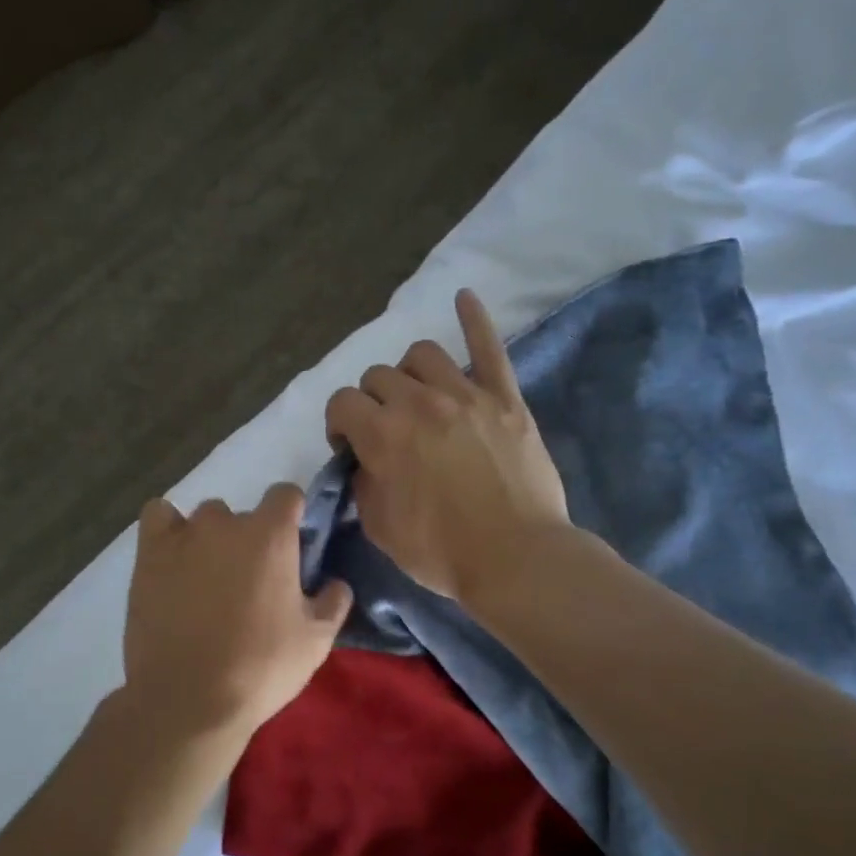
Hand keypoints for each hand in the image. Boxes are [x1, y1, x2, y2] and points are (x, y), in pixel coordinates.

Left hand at [122, 484, 352, 759]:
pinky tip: (174, 557)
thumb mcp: (316, 641)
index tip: (292, 548)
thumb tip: (336, 583)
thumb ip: (333, 602)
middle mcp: (226, 524)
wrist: (188, 699)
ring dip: (212, 539)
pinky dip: (168, 529)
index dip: (292, 516)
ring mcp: (183, 536)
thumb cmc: (260, 668)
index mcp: (271, 536)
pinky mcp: (148, 555)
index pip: (286, 494)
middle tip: (251, 584)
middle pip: (244, 514)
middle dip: (251, 541)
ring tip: (209, 579)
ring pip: (204, 519)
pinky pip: (158, 517)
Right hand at [324, 289, 569, 603]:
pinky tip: (463, 297)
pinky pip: (489, 348)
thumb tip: (366, 462)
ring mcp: (466, 395)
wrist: (516, 559)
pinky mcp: (505, 399)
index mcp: (382, 434)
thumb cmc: (441, 552)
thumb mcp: (380, 528)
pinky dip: (474, 319)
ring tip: (417, 395)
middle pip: (378, 375)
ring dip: (409, 372)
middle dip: (371, 401)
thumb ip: (363, 484)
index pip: (341, 403)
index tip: (350, 448)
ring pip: (423, 354)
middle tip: (385, 431)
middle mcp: (419, 402)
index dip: (339, 425)